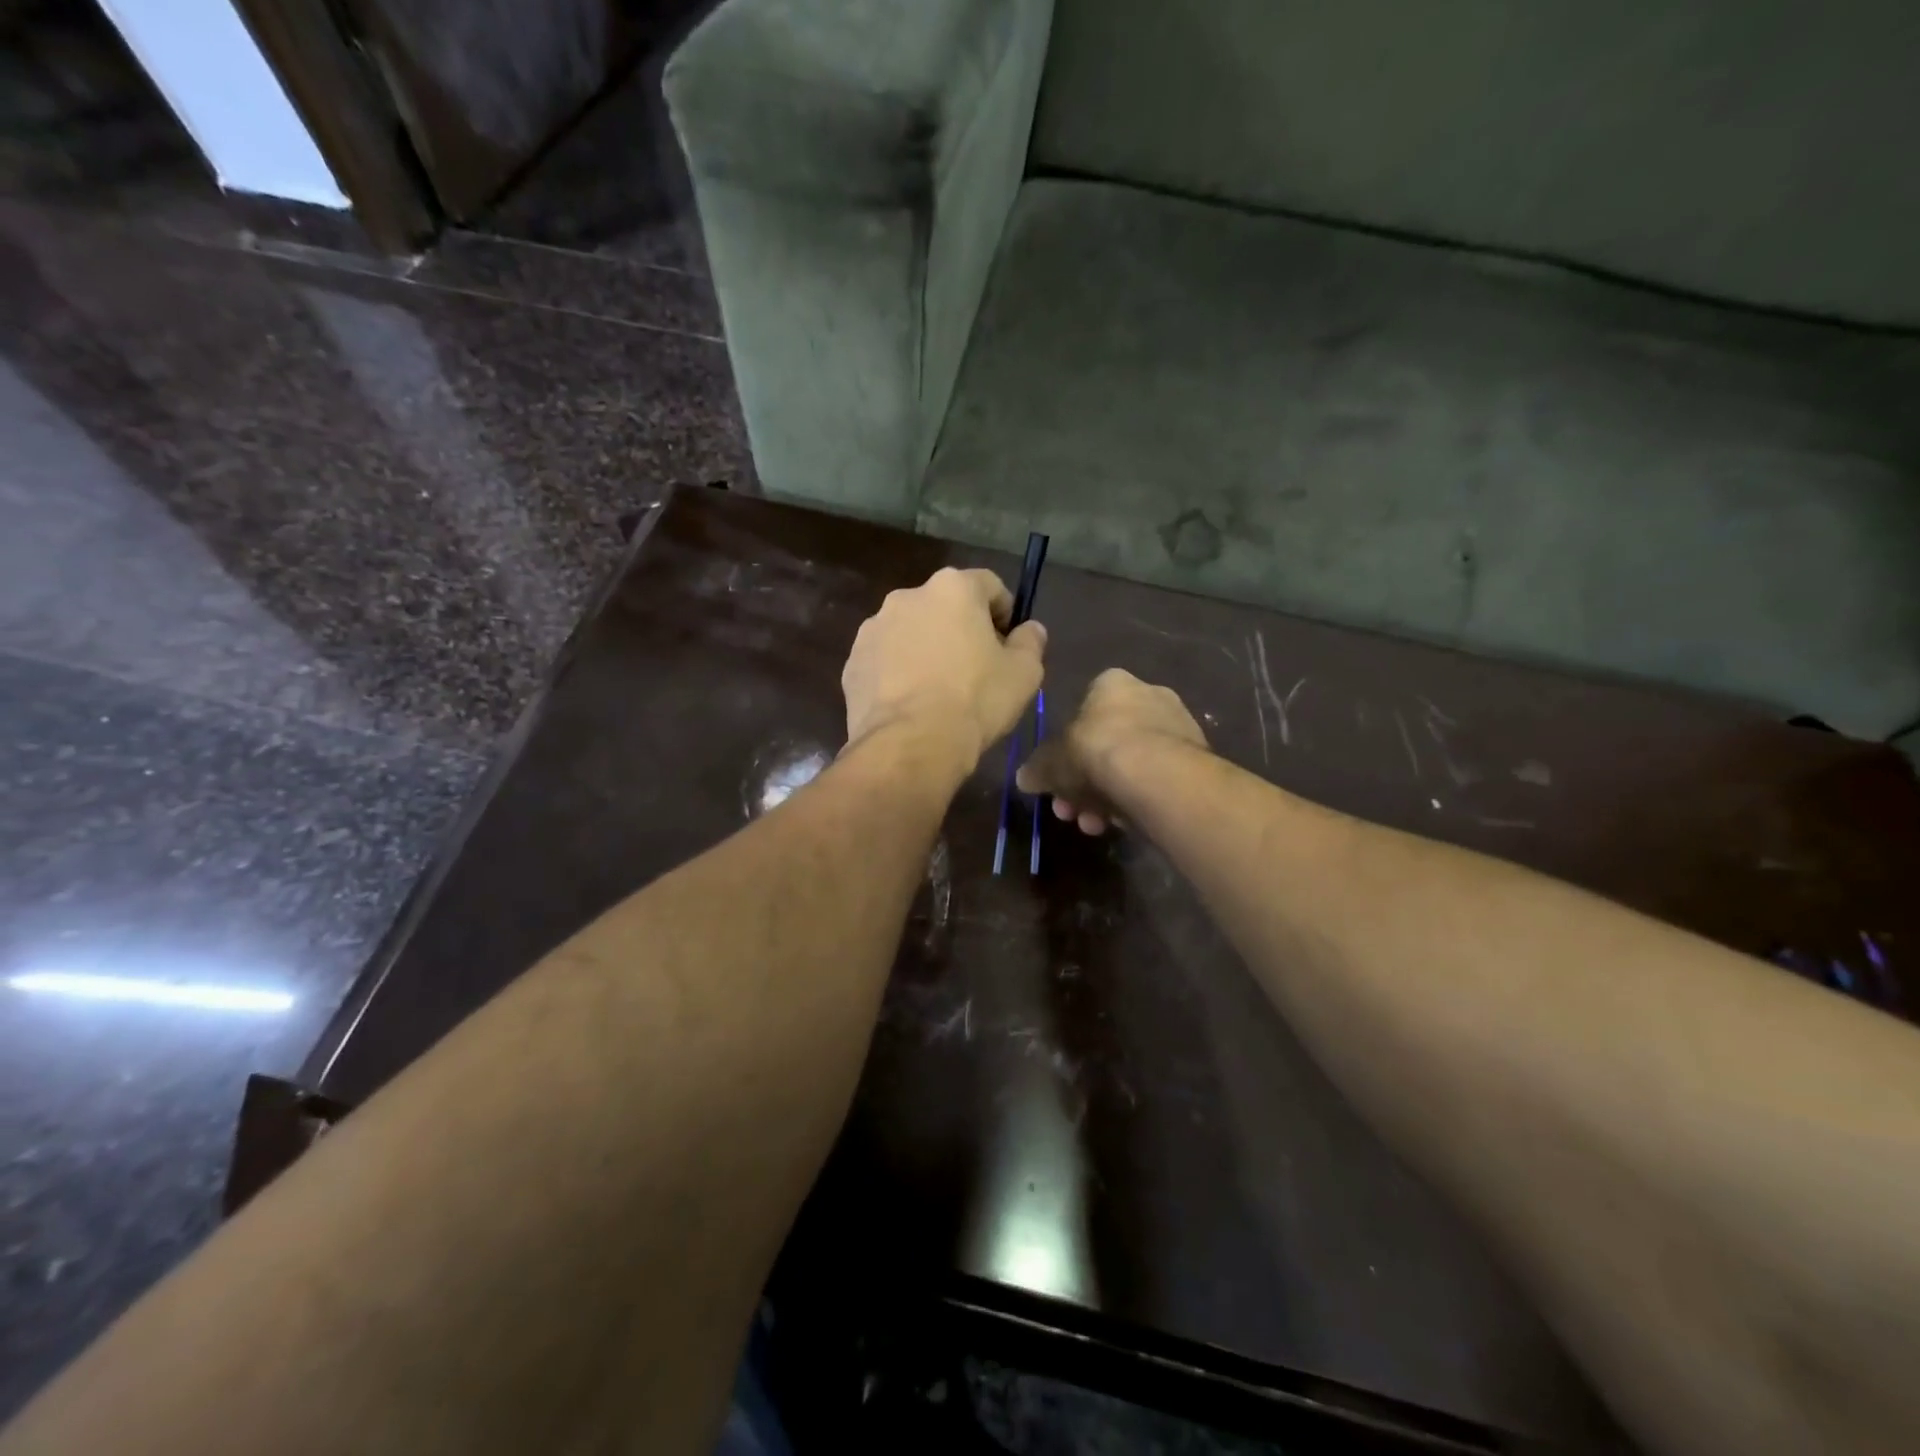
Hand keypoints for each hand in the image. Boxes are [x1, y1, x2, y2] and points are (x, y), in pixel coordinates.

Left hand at [842, 567, 1046, 771]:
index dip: (1004, 612)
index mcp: (952, 588)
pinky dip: (898, 673)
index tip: (1008, 643)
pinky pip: (885, 660)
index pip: (988, 585)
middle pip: (944, 606)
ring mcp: (873, 629)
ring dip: (926, 649)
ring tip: (938, 691)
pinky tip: (911, 705)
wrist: (911, 744)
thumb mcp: (1024, 673)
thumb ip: (1031, 642)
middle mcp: (907, 596)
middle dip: (960, 630)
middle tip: (975, 669)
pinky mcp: (852, 662)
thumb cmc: (975, 700)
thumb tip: (1030, 629)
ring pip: (910, 632)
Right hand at [1017, 668, 1205, 832]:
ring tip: (1094, 826)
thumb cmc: (1096, 751)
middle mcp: (1150, 695)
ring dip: (1107, 798)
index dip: (1065, 750)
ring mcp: (1178, 727)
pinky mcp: (1197, 760)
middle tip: (1070, 810)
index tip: (1057, 780)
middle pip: (1107, 743)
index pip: (1084, 709)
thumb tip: (1024, 778)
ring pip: (1131, 767)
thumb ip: (1037, 769)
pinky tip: (1122, 825)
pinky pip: (1155, 782)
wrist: (1157, 775)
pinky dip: (1136, 802)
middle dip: (1084, 782)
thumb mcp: (1051, 762)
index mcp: (1113, 683)